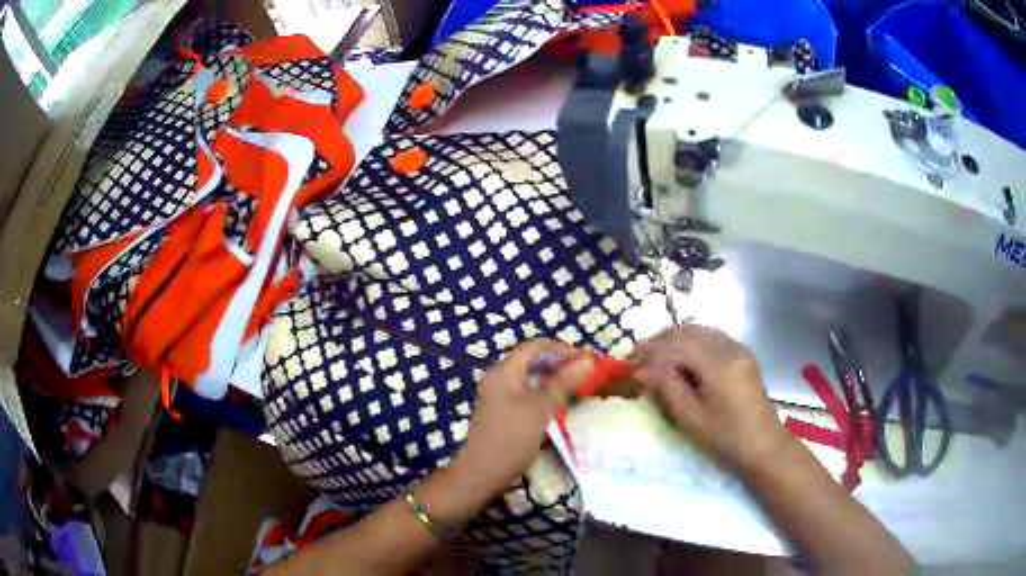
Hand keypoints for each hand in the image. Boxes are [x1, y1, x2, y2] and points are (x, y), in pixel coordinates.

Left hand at [450, 342, 592, 496]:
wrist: (482, 473)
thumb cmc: (511, 438)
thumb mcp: (540, 409)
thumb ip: (564, 383)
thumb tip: (588, 361)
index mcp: (503, 372)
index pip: (534, 347)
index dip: (561, 349)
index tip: (586, 358)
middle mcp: (498, 378)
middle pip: (531, 361)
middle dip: (559, 362)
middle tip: (585, 371)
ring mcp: (498, 396)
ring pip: (530, 378)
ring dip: (554, 378)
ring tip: (578, 384)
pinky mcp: (502, 412)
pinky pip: (526, 393)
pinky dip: (545, 392)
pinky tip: (559, 402)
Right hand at [630, 325, 792, 474]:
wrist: (764, 445)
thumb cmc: (726, 438)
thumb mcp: (691, 418)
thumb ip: (666, 388)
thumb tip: (641, 369)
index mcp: (719, 364)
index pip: (677, 344)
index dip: (650, 352)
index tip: (630, 365)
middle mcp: (730, 347)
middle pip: (687, 331)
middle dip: (659, 342)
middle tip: (637, 359)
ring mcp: (738, 348)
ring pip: (699, 331)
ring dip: (673, 340)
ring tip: (654, 358)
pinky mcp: (741, 354)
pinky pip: (710, 338)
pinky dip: (690, 343)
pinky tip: (679, 359)